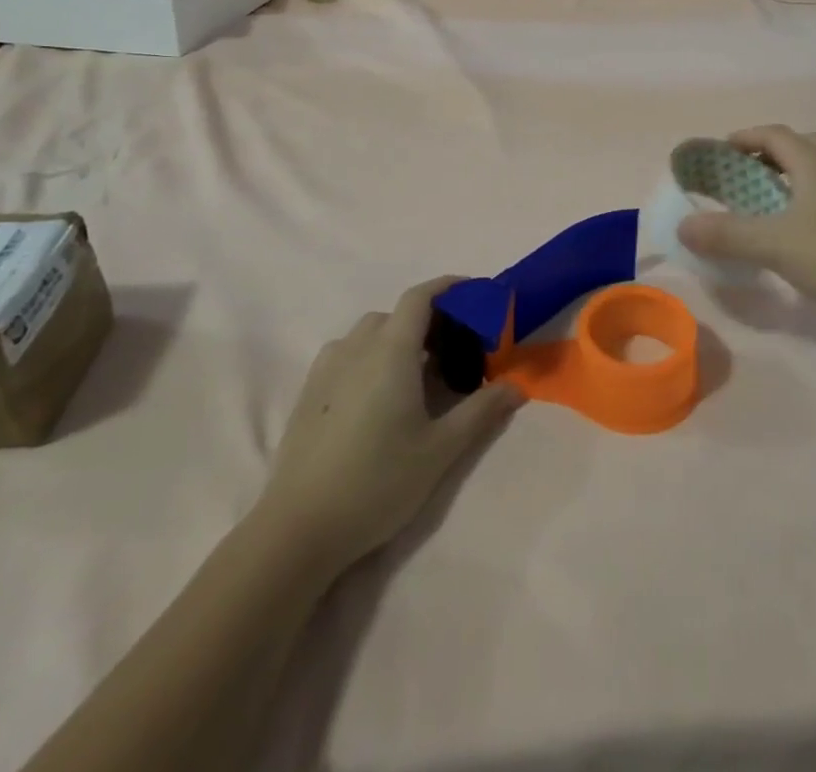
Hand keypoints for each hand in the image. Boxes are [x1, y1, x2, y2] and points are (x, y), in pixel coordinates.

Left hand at [262, 279, 520, 567]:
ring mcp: (327, 369)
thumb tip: (516, 386)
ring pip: (368, 334)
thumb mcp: (441, 449)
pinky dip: (369, 357)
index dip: (448, 287)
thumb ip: (481, 411)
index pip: (420, 297)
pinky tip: (378, 396)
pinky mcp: (308, 393)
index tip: (474, 293)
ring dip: (396, 340)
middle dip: (427, 322)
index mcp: (391, 351)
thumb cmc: (378, 482)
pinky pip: (346, 355)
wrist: (299, 529)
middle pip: (396, 315)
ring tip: (417, 376)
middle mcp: (357, 347)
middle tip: (454, 351)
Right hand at [677, 126, 815, 315]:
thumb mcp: (774, 244)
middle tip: (744, 174)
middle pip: (798, 146)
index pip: (774, 134)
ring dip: (789, 177)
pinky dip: (806, 199)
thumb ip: (727, 234)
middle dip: (767, 155)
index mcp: (814, 162)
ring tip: (768, 202)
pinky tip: (800, 230)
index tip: (720, 151)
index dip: (744, 137)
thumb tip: (683, 226)